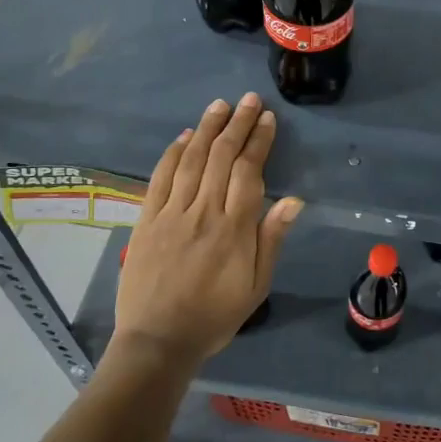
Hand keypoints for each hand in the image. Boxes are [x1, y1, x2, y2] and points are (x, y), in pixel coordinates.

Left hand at [113, 94, 301, 366]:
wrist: (158, 341)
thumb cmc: (215, 316)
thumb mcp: (256, 286)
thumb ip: (271, 239)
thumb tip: (293, 200)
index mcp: (234, 228)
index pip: (249, 171)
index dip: (259, 141)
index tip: (268, 119)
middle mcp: (203, 212)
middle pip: (221, 157)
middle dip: (238, 124)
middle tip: (250, 100)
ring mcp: (171, 213)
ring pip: (192, 160)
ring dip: (208, 128)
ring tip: (221, 105)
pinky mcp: (146, 220)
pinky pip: (160, 178)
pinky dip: (173, 153)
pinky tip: (185, 135)